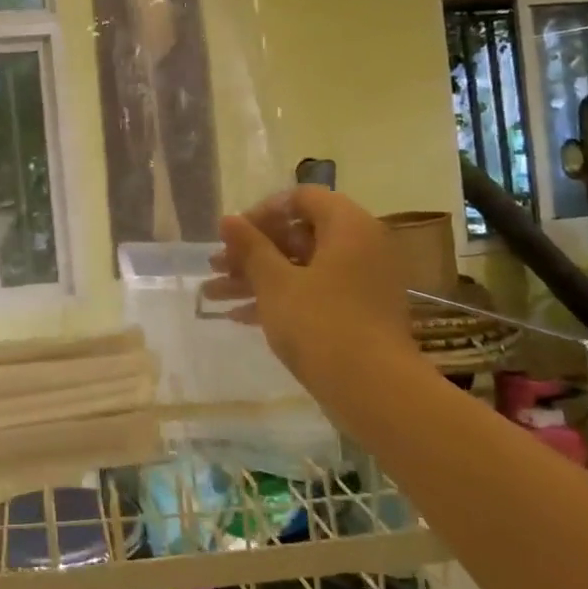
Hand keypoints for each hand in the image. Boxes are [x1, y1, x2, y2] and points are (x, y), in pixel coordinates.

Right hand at [200, 186, 417, 401]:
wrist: (374, 391)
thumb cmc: (321, 323)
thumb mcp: (275, 282)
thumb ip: (250, 247)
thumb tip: (228, 219)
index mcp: (348, 226)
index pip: (302, 198)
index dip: (263, 212)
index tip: (234, 235)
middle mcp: (361, 246)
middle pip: (299, 234)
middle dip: (252, 250)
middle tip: (217, 266)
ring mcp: (362, 282)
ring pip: (301, 267)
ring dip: (257, 277)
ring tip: (213, 294)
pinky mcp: (359, 313)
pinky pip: (314, 292)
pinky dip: (280, 299)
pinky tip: (239, 317)